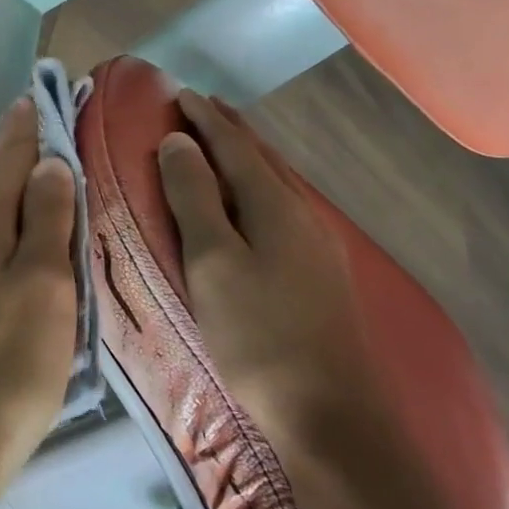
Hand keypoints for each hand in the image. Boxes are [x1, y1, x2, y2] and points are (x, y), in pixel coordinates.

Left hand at [0, 98, 77, 500]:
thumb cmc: (9, 363)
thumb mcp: (42, 285)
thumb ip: (46, 219)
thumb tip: (49, 163)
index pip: (5, 161)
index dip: (24, 127)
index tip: (39, 94)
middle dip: (19, 149)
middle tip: (48, 119)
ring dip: (16, 184)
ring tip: (46, 164)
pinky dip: (14, 222)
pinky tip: (30, 230)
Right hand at [156, 90, 366, 432]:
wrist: (330, 414)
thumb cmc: (257, 334)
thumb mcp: (212, 262)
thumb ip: (194, 198)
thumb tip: (178, 142)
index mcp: (274, 205)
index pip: (235, 146)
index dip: (206, 119)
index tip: (180, 94)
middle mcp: (302, 214)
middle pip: (263, 158)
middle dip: (231, 128)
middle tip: (202, 105)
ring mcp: (318, 244)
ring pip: (278, 181)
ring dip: (249, 155)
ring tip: (226, 140)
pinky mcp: (321, 273)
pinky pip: (285, 206)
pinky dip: (262, 185)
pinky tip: (258, 200)